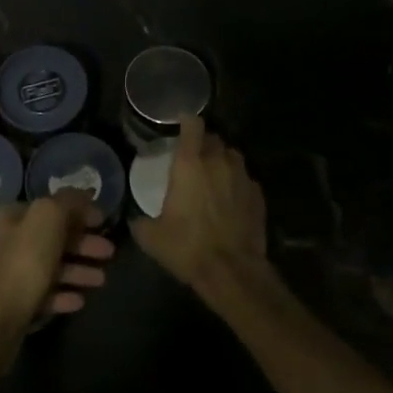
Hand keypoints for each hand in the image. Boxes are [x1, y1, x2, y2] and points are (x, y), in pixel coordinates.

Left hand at [0, 193, 115, 342]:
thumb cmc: (23, 264)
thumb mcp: (48, 220)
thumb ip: (67, 202)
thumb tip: (84, 194)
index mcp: (14, 216)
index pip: (52, 206)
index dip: (80, 212)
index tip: (104, 222)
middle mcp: (10, 240)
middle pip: (53, 237)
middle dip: (83, 243)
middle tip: (110, 252)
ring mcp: (11, 273)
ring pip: (51, 266)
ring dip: (78, 270)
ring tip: (101, 280)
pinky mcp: (14, 303)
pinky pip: (45, 294)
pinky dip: (63, 294)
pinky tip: (80, 300)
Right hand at [131, 116, 269, 309]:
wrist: (231, 271)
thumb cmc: (187, 246)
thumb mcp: (151, 236)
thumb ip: (140, 220)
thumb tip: (135, 219)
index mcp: (190, 164)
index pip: (193, 125)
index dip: (187, 122)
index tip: (181, 124)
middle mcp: (218, 162)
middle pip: (213, 139)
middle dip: (204, 143)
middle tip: (194, 158)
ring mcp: (242, 177)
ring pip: (232, 156)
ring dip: (222, 160)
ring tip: (214, 175)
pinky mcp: (258, 196)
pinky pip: (246, 179)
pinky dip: (237, 183)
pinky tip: (231, 199)